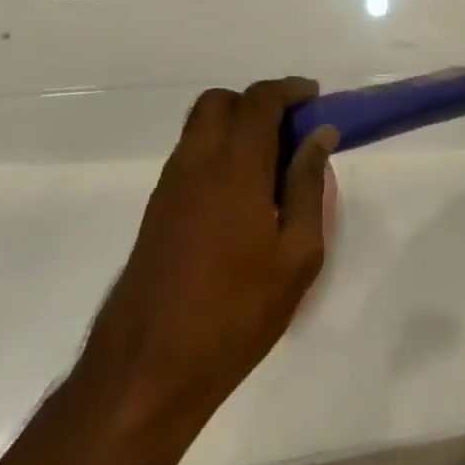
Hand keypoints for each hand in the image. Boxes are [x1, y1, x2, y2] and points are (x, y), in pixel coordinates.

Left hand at [77, 78, 338, 426]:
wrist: (145, 376)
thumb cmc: (234, 314)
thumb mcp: (296, 256)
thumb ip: (308, 186)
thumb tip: (319, 136)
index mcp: (234, 166)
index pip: (260, 99)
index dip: (290, 89)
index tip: (315, 98)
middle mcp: (196, 162)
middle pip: (221, 101)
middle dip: (257, 102)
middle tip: (289, 129)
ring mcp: (168, 187)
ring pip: (200, 127)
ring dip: (235, 126)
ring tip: (270, 164)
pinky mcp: (154, 213)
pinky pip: (189, 157)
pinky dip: (217, 152)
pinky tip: (240, 196)